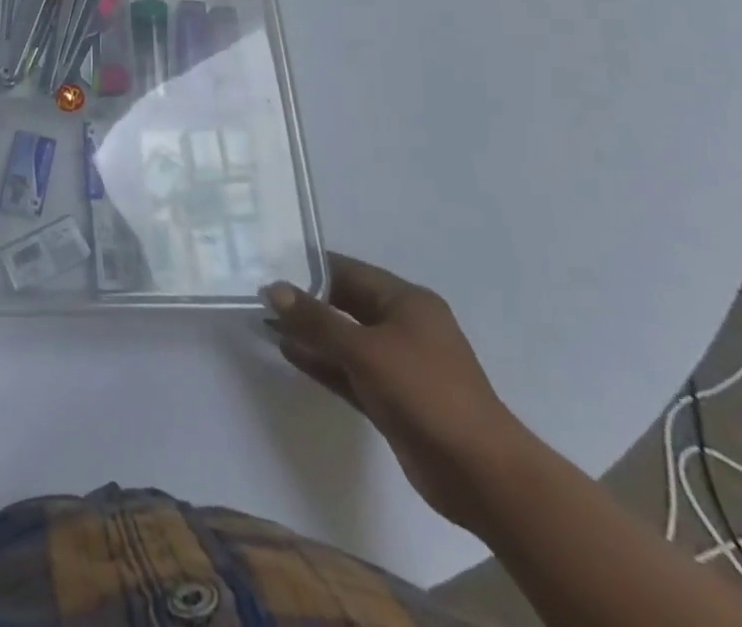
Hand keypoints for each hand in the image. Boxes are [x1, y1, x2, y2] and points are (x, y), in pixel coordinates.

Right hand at [266, 255, 530, 531]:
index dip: (308, 267)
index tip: (268, 263)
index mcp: (406, 302)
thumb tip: (272, 288)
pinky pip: (349, 370)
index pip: (348, 271)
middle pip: (345, 304)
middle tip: (260, 294)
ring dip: (310, 333)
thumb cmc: (426, 394)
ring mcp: (399, 364)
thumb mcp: (365, 350)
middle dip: (305, 301)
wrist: (482, 477)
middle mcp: (403, 326)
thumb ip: (316, 319)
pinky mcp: (392, 398)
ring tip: (265, 322)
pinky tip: (288, 353)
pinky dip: (322, 362)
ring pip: (344, 339)